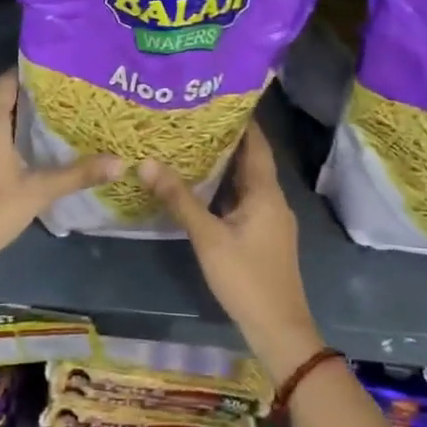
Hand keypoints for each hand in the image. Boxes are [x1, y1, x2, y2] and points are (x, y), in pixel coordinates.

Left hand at [0, 71, 122, 280]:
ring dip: (17, 119)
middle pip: (2, 99)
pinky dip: (3, 136)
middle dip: (31, 98)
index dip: (32, 75)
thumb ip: (77, 174)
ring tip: (52, 124)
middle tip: (66, 101)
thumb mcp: (38, 191)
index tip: (60, 76)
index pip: (9, 80)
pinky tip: (26, 152)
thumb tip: (120, 163)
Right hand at [141, 122, 324, 382]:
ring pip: (247, 181)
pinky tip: (202, 186)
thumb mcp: (208, 237)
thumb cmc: (246, 278)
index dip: (241, 119)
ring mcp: (270, 219)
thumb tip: (147, 162)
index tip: (216, 97)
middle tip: (193, 117)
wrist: (279, 329)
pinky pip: (244, 199)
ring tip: (192, 143)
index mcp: (265, 192)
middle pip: (251, 160)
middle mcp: (272, 199)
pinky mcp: (264, 235)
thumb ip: (179, 199)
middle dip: (226, 138)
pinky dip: (225, 187)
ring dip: (225, 164)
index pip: (256, 143)